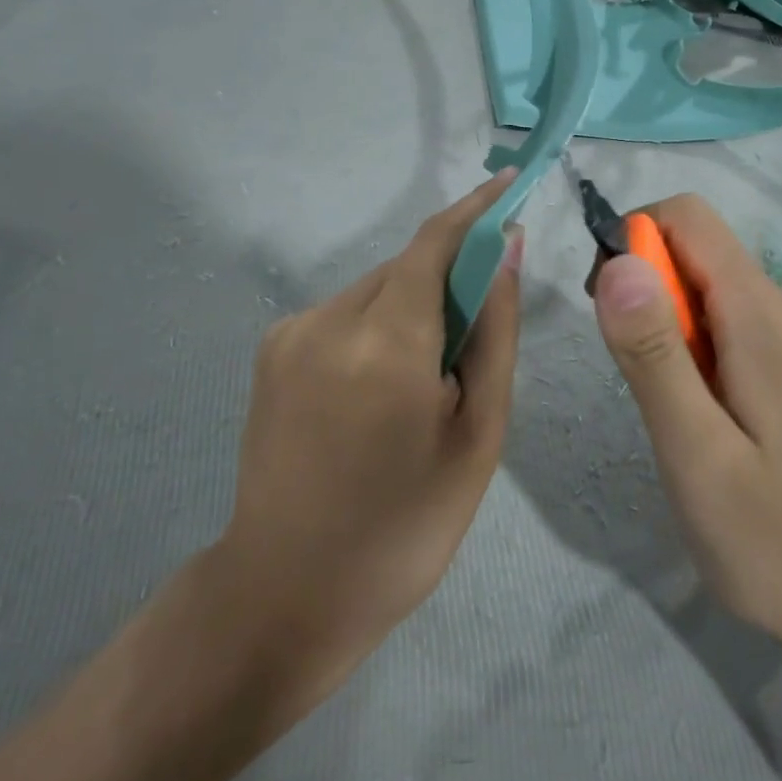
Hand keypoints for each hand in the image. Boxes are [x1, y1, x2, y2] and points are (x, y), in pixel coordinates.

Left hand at [215, 172, 522, 723]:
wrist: (286, 593)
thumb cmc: (404, 528)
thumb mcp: (477, 436)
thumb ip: (493, 333)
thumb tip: (505, 252)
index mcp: (386, 344)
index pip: (436, 242)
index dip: (475, 209)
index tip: (510, 188)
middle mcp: (328, 319)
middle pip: (407, 266)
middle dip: (449, 278)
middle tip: (472, 342)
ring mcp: (291, 333)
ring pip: (376, 288)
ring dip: (412, 308)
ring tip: (422, 385)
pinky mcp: (271, 349)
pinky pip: (344, 313)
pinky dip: (378, 327)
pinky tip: (378, 392)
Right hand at [591, 195, 781, 671]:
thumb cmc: (762, 538)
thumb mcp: (692, 451)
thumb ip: (653, 351)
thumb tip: (618, 261)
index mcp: (766, 317)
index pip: (689, 218)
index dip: (633, 241)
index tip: (604, 305)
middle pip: (699, 248)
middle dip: (646, 288)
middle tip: (633, 372)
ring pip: (711, 283)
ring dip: (668, 320)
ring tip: (669, 402)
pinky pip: (733, 314)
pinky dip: (697, 339)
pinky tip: (703, 406)